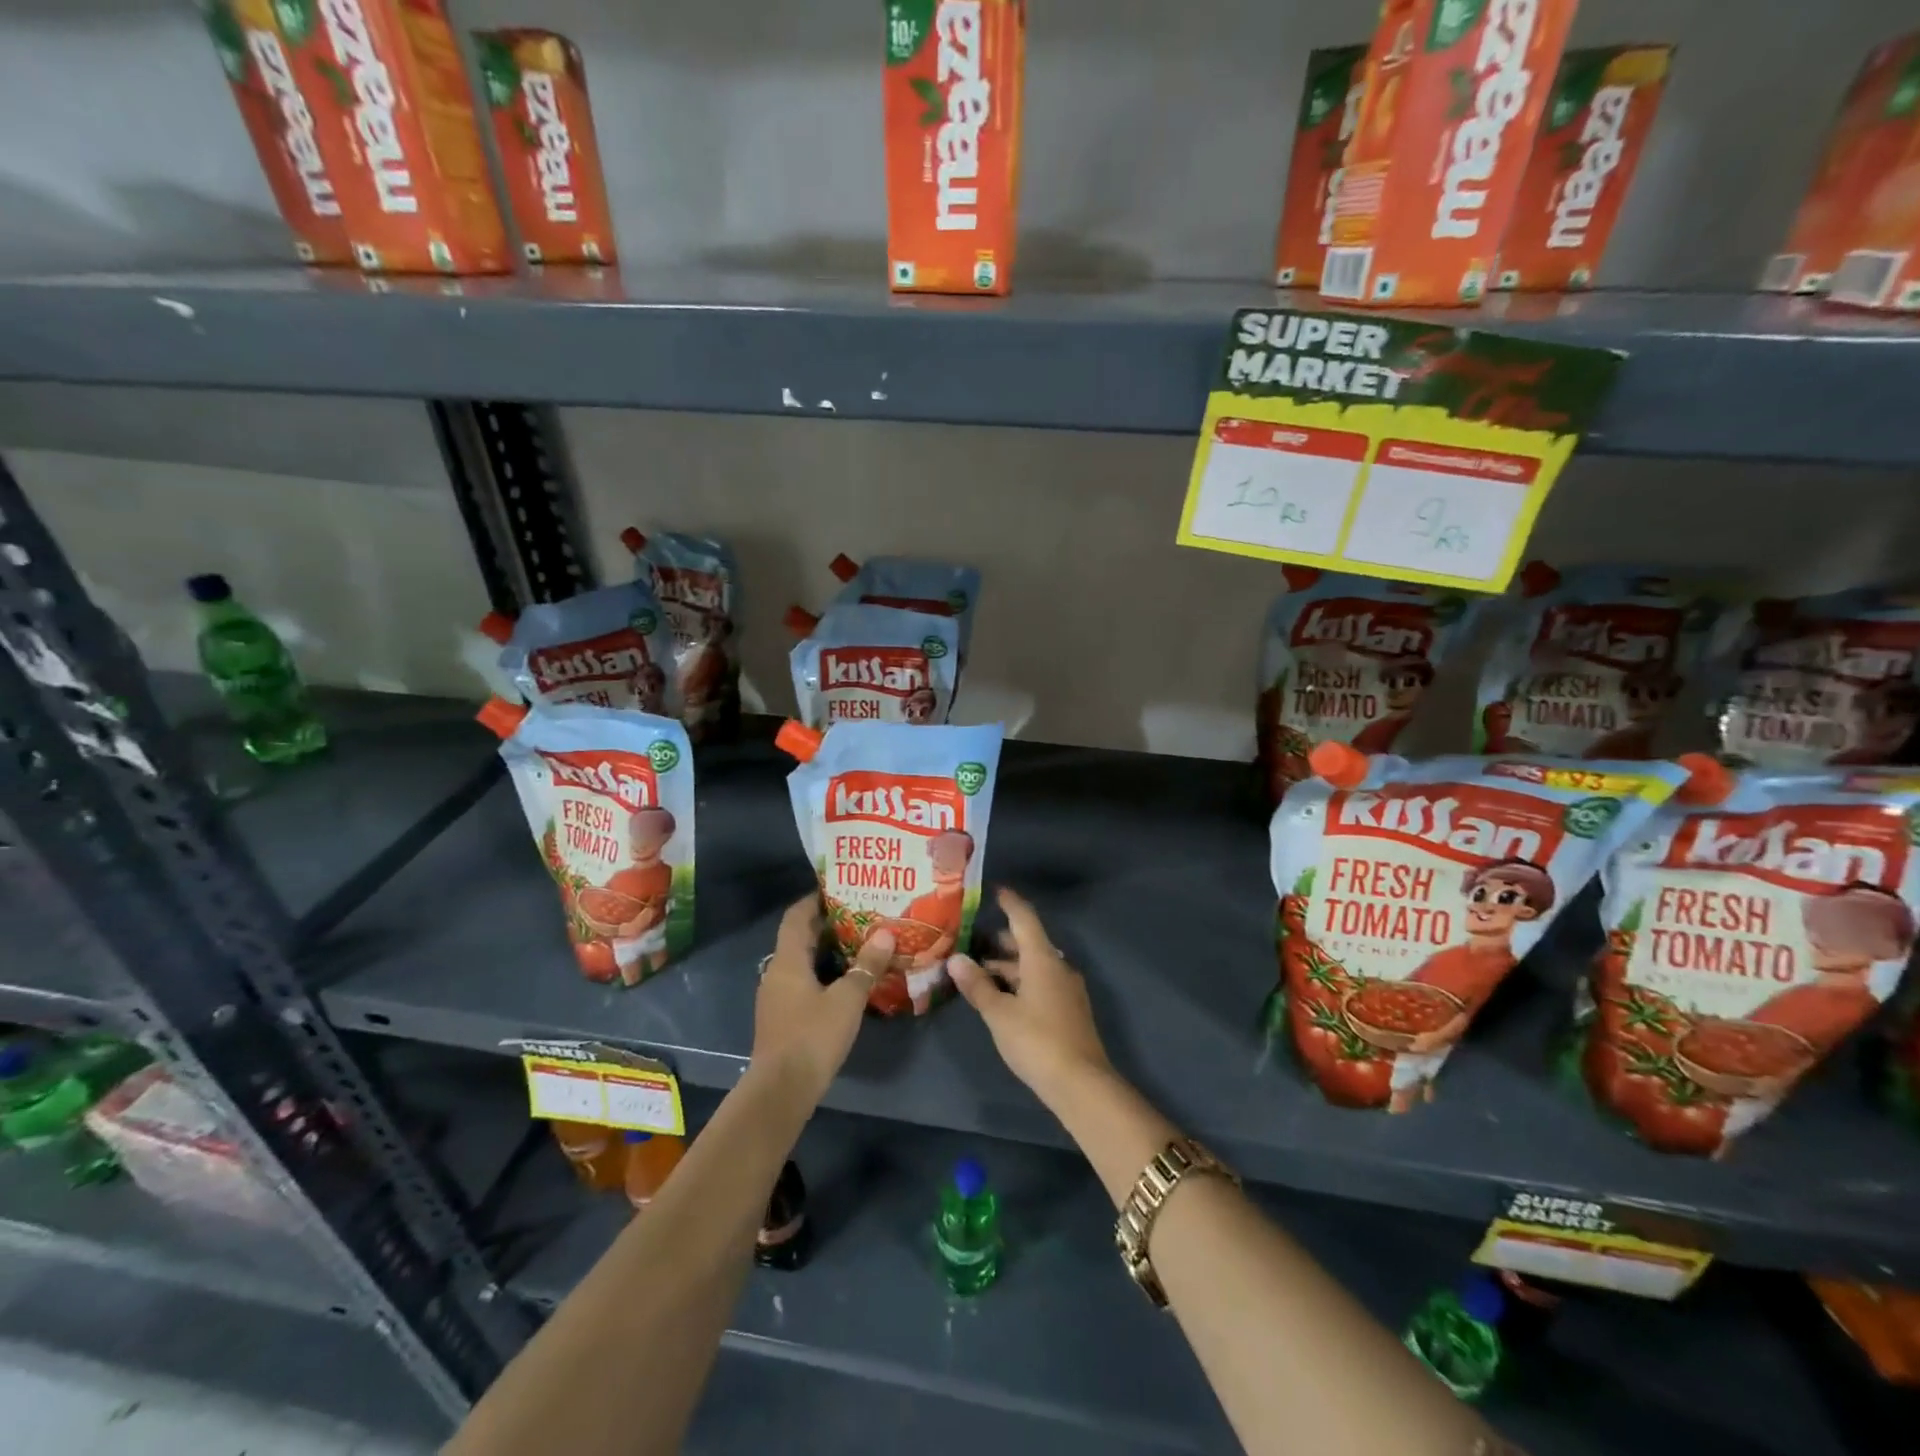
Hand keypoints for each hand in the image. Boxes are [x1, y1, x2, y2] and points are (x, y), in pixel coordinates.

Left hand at [751, 895, 891, 1105]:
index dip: (814, 900)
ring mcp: (776, 996)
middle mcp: (776, 972)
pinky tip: (845, 981)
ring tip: (859, 943)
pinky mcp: (781, 1017)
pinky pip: (801, 982)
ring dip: (825, 950)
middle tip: (860, 915)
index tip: (840, 889)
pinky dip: (821, 973)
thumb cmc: (813, 1036)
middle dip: (826, 924)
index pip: (795, 916)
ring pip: (800, 961)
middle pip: (798, 937)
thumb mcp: (848, 999)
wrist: (781, 1090)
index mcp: (787, 960)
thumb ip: (866, 965)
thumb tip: (886, 932)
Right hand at [949, 888, 1111, 1106]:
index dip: (1010, 903)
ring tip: (978, 970)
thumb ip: (977, 985)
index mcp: (1043, 959)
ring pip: (1034, 966)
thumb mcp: (999, 1013)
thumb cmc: (1037, 1040)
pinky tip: (1000, 996)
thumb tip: (956, 959)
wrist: (1082, 1084)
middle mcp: (1058, 967)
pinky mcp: (1068, 1010)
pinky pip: (1040, 983)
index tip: (995, 890)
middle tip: (972, 938)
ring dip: (1008, 965)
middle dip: (1002, 939)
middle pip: (1029, 943)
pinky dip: (1019, 982)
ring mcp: (1066, 990)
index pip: (1024, 919)